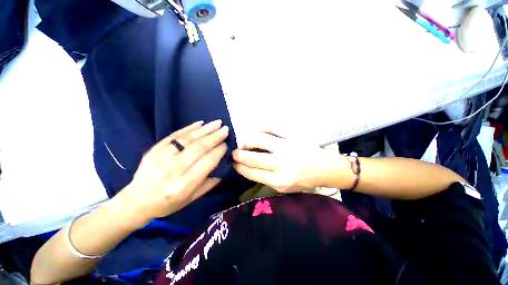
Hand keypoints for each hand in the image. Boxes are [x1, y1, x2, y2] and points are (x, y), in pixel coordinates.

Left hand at [114, 120, 229, 226]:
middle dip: (214, 137)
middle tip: (225, 129)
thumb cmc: (167, 204)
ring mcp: (161, 158)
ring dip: (204, 130)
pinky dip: (188, 128)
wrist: (136, 201)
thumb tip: (222, 169)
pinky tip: (200, 123)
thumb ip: (208, 185)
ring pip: (187, 139)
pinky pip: (174, 136)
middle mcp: (173, 170)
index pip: (206, 163)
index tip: (226, 144)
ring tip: (217, 123)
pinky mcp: (154, 150)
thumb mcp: (191, 199)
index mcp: (183, 185)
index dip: (218, 152)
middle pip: (198, 148)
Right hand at [233, 132, 330, 192]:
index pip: (252, 173)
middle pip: (253, 158)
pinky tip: (259, 132)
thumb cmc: (304, 180)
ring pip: (259, 140)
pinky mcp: (293, 136)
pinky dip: (263, 129)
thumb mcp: (284, 187)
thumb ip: (266, 178)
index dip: (240, 167)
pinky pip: (273, 128)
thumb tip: (249, 167)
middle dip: (239, 155)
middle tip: (234, 152)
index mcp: (279, 181)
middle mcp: (282, 165)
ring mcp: (287, 148)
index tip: (234, 163)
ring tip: (245, 143)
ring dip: (248, 141)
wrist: (325, 169)